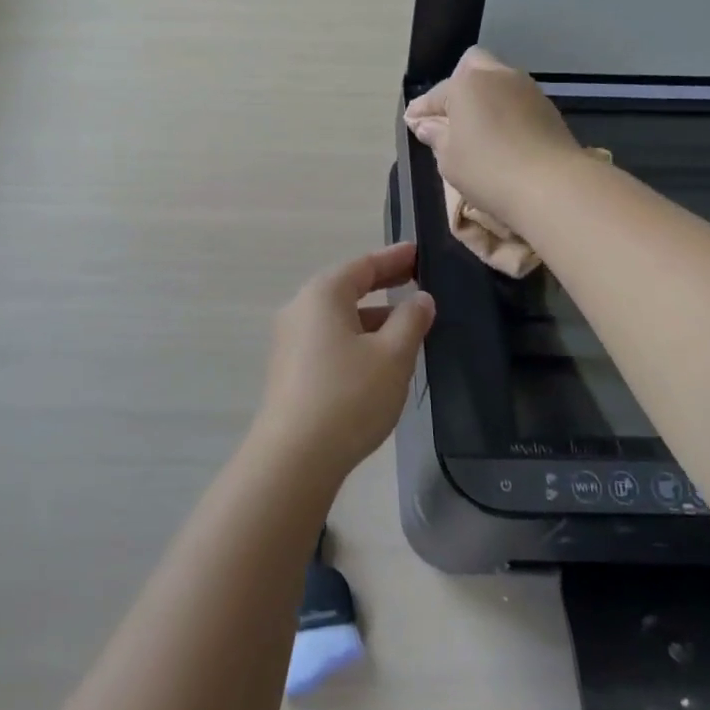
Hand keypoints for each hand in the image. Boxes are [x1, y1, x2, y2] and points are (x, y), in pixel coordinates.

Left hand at [255, 243, 435, 483]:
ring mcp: (289, 340)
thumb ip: (411, 321)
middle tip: (415, 279)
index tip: (418, 252)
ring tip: (405, 325)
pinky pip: (328, 340)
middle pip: (347, 287)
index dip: (394, 258)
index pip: (363, 265)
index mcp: (322, 294)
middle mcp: (300, 309)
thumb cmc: (349, 396)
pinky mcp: (289, 370)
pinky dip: (355, 337)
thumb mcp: (392, 356)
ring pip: (338, 317)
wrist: (295, 457)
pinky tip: (377, 358)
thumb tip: (420, 299)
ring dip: (371, 316)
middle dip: (382, 284)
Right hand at [403, 47, 580, 233]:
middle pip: (473, 67)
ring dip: (485, 98)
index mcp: (468, 83)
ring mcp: (528, 90)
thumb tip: (426, 124)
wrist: (551, 185)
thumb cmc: (487, 168)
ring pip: (499, 82)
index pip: (437, 93)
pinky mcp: (549, 109)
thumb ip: (435, 135)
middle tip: (449, 116)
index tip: (413, 124)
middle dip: (458, 86)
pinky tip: (501, 136)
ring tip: (476, 128)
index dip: (422, 109)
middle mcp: (499, 76)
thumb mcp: (448, 157)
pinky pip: (517, 102)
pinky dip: (505, 112)